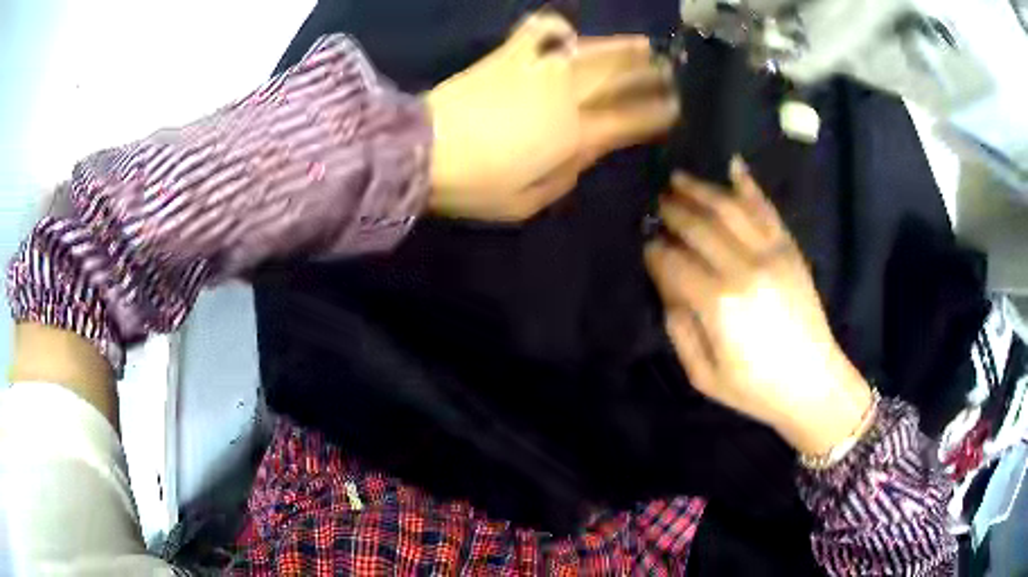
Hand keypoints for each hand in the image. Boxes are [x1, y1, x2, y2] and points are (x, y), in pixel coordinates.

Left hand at [426, 12, 677, 221]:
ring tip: (645, 45)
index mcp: (576, 136)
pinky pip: (539, 31)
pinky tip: (567, 30)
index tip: (676, 107)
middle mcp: (567, 96)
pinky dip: (555, 27)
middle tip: (669, 70)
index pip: (630, 120)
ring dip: (623, 47)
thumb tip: (587, 150)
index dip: (657, 113)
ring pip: (592, 51)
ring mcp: (538, 70)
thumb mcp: (531, 202)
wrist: (422, 152)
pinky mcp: (508, 57)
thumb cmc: (477, 185)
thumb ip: (569, 175)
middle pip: (620, 79)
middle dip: (650, 74)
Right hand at [645, 160, 873, 455]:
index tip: (646, 245)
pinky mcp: (791, 251)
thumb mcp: (703, 375)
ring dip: (701, 189)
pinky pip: (766, 210)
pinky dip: (749, 186)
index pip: (674, 262)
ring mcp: (772, 254)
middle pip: (699, 226)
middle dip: (673, 212)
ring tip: (680, 179)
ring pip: (730, 208)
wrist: (814, 384)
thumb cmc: (755, 389)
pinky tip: (733, 166)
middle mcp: (744, 269)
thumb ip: (679, 328)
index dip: (655, 251)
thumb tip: (667, 285)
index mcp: (719, 304)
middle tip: (657, 204)